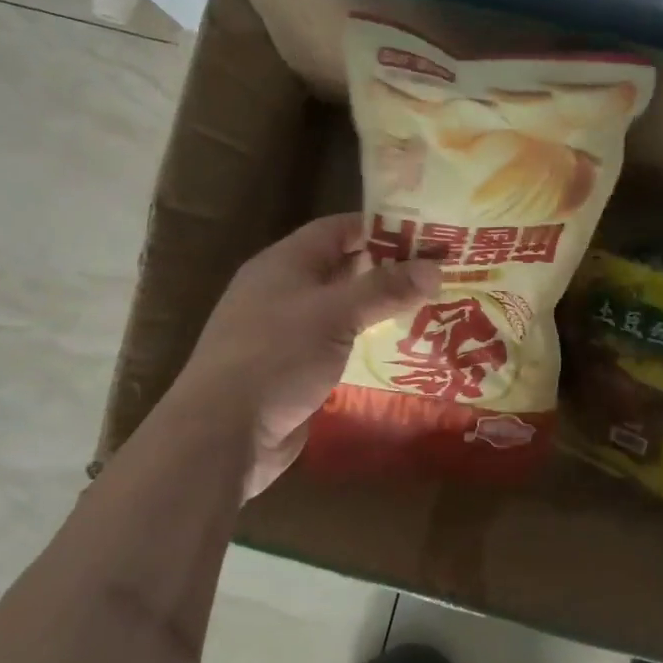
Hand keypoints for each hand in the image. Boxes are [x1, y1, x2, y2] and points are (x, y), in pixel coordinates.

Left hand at [177, 213, 440, 497]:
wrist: (223, 433)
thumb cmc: (276, 358)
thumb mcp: (334, 314)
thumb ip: (384, 289)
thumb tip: (436, 267)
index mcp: (284, 263)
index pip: (338, 229)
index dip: (381, 228)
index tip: (427, 236)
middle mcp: (283, 291)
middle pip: (342, 268)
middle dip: (388, 270)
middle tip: (439, 274)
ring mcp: (286, 332)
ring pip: (341, 309)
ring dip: (379, 309)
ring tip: (430, 310)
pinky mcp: (292, 369)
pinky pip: (336, 344)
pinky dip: (364, 343)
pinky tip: (399, 351)